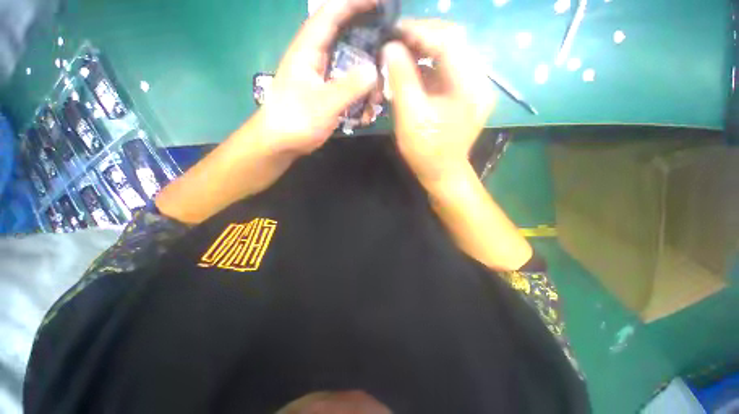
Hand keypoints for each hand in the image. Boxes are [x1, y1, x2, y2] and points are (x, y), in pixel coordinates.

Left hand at [258, 0, 380, 155]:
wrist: (281, 142)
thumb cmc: (296, 120)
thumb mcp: (325, 103)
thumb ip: (350, 86)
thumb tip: (375, 71)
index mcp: (309, 49)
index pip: (331, 13)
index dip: (355, 2)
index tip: (380, 2)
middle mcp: (316, 58)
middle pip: (347, 41)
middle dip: (369, 50)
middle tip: (387, 62)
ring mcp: (322, 77)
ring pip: (350, 69)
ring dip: (366, 84)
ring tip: (375, 102)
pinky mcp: (326, 94)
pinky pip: (348, 89)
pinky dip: (359, 99)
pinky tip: (365, 115)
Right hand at [383, 20, 494, 185]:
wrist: (442, 172)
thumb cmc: (426, 151)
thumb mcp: (410, 118)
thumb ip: (402, 80)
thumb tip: (391, 47)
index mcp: (470, 86)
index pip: (449, 41)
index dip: (420, 30)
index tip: (394, 29)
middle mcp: (479, 80)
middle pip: (454, 41)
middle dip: (423, 35)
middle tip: (397, 38)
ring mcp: (474, 86)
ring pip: (451, 52)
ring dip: (426, 48)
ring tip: (402, 50)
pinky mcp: (466, 93)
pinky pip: (448, 68)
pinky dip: (429, 63)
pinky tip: (413, 67)